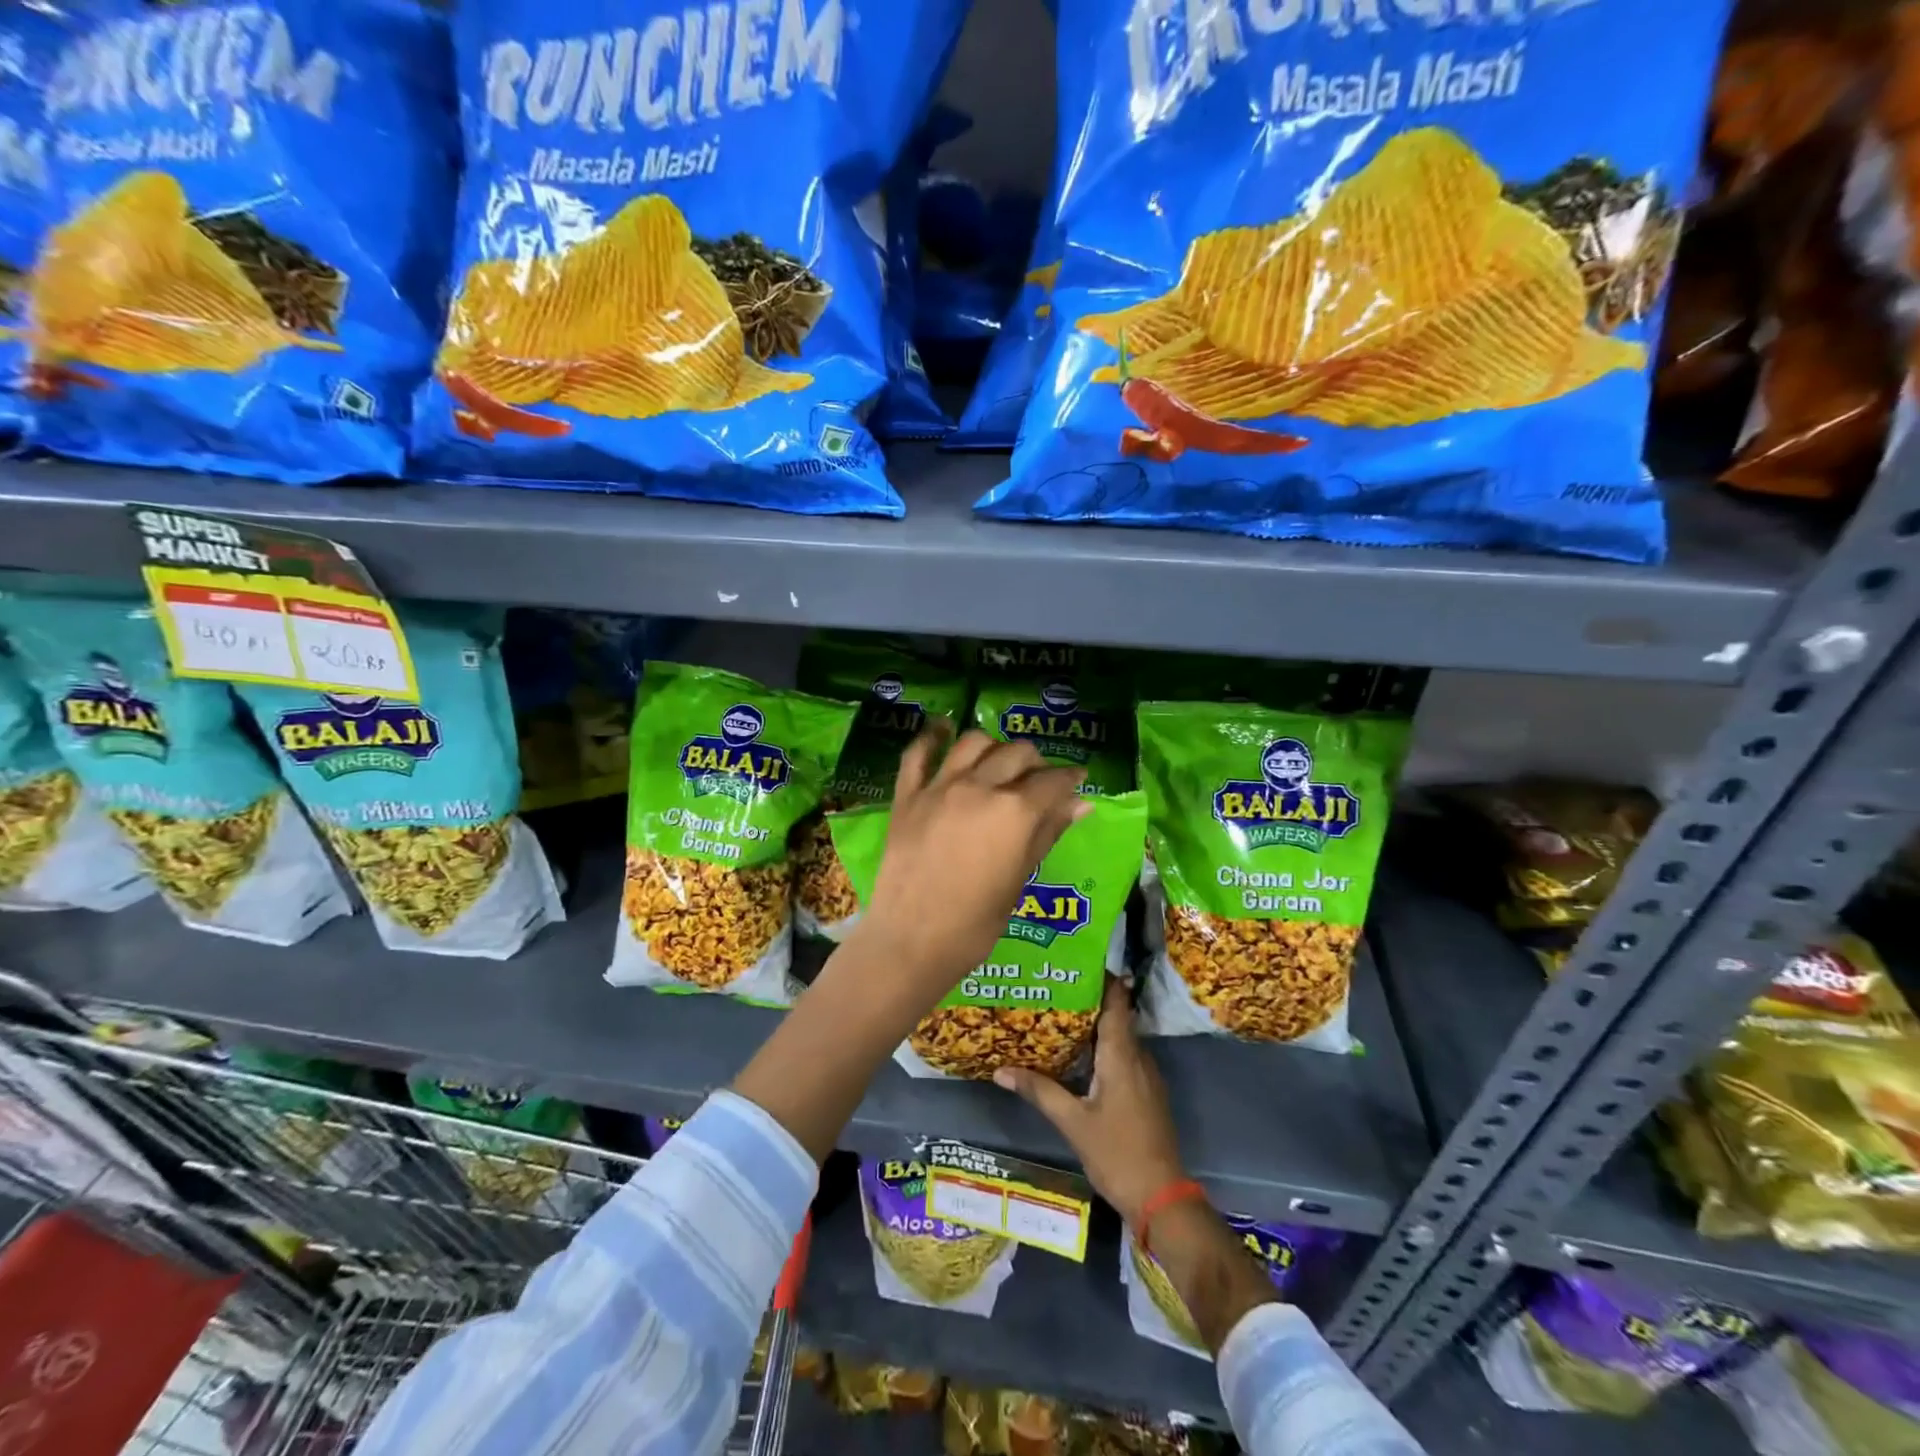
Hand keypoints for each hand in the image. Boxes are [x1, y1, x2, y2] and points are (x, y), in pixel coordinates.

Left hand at [847, 726, 1088, 1004]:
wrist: (912, 941)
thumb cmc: (976, 923)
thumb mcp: (1020, 878)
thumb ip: (1048, 833)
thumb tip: (1080, 804)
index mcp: (1014, 811)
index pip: (1052, 781)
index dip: (1070, 778)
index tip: (1078, 779)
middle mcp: (979, 787)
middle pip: (1016, 753)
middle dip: (1036, 762)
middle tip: (1039, 780)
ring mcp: (938, 787)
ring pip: (972, 742)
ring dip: (993, 746)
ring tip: (998, 760)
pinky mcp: (907, 795)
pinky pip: (918, 753)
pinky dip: (932, 737)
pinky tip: (942, 730)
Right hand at [993, 978, 1187, 1226]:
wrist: (1162, 1198)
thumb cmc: (1117, 1153)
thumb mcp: (1073, 1122)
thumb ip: (1040, 1091)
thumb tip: (1001, 1069)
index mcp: (1122, 1055)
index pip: (1116, 1001)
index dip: (1102, 977)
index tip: (1075, 961)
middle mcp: (1138, 1056)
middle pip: (1115, 1015)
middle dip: (1088, 999)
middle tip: (1053, 986)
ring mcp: (1146, 1075)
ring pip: (1119, 1037)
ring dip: (1094, 1024)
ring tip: (1058, 1015)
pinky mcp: (1146, 1092)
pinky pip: (1123, 1056)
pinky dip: (1102, 1047)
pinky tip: (1078, 1056)